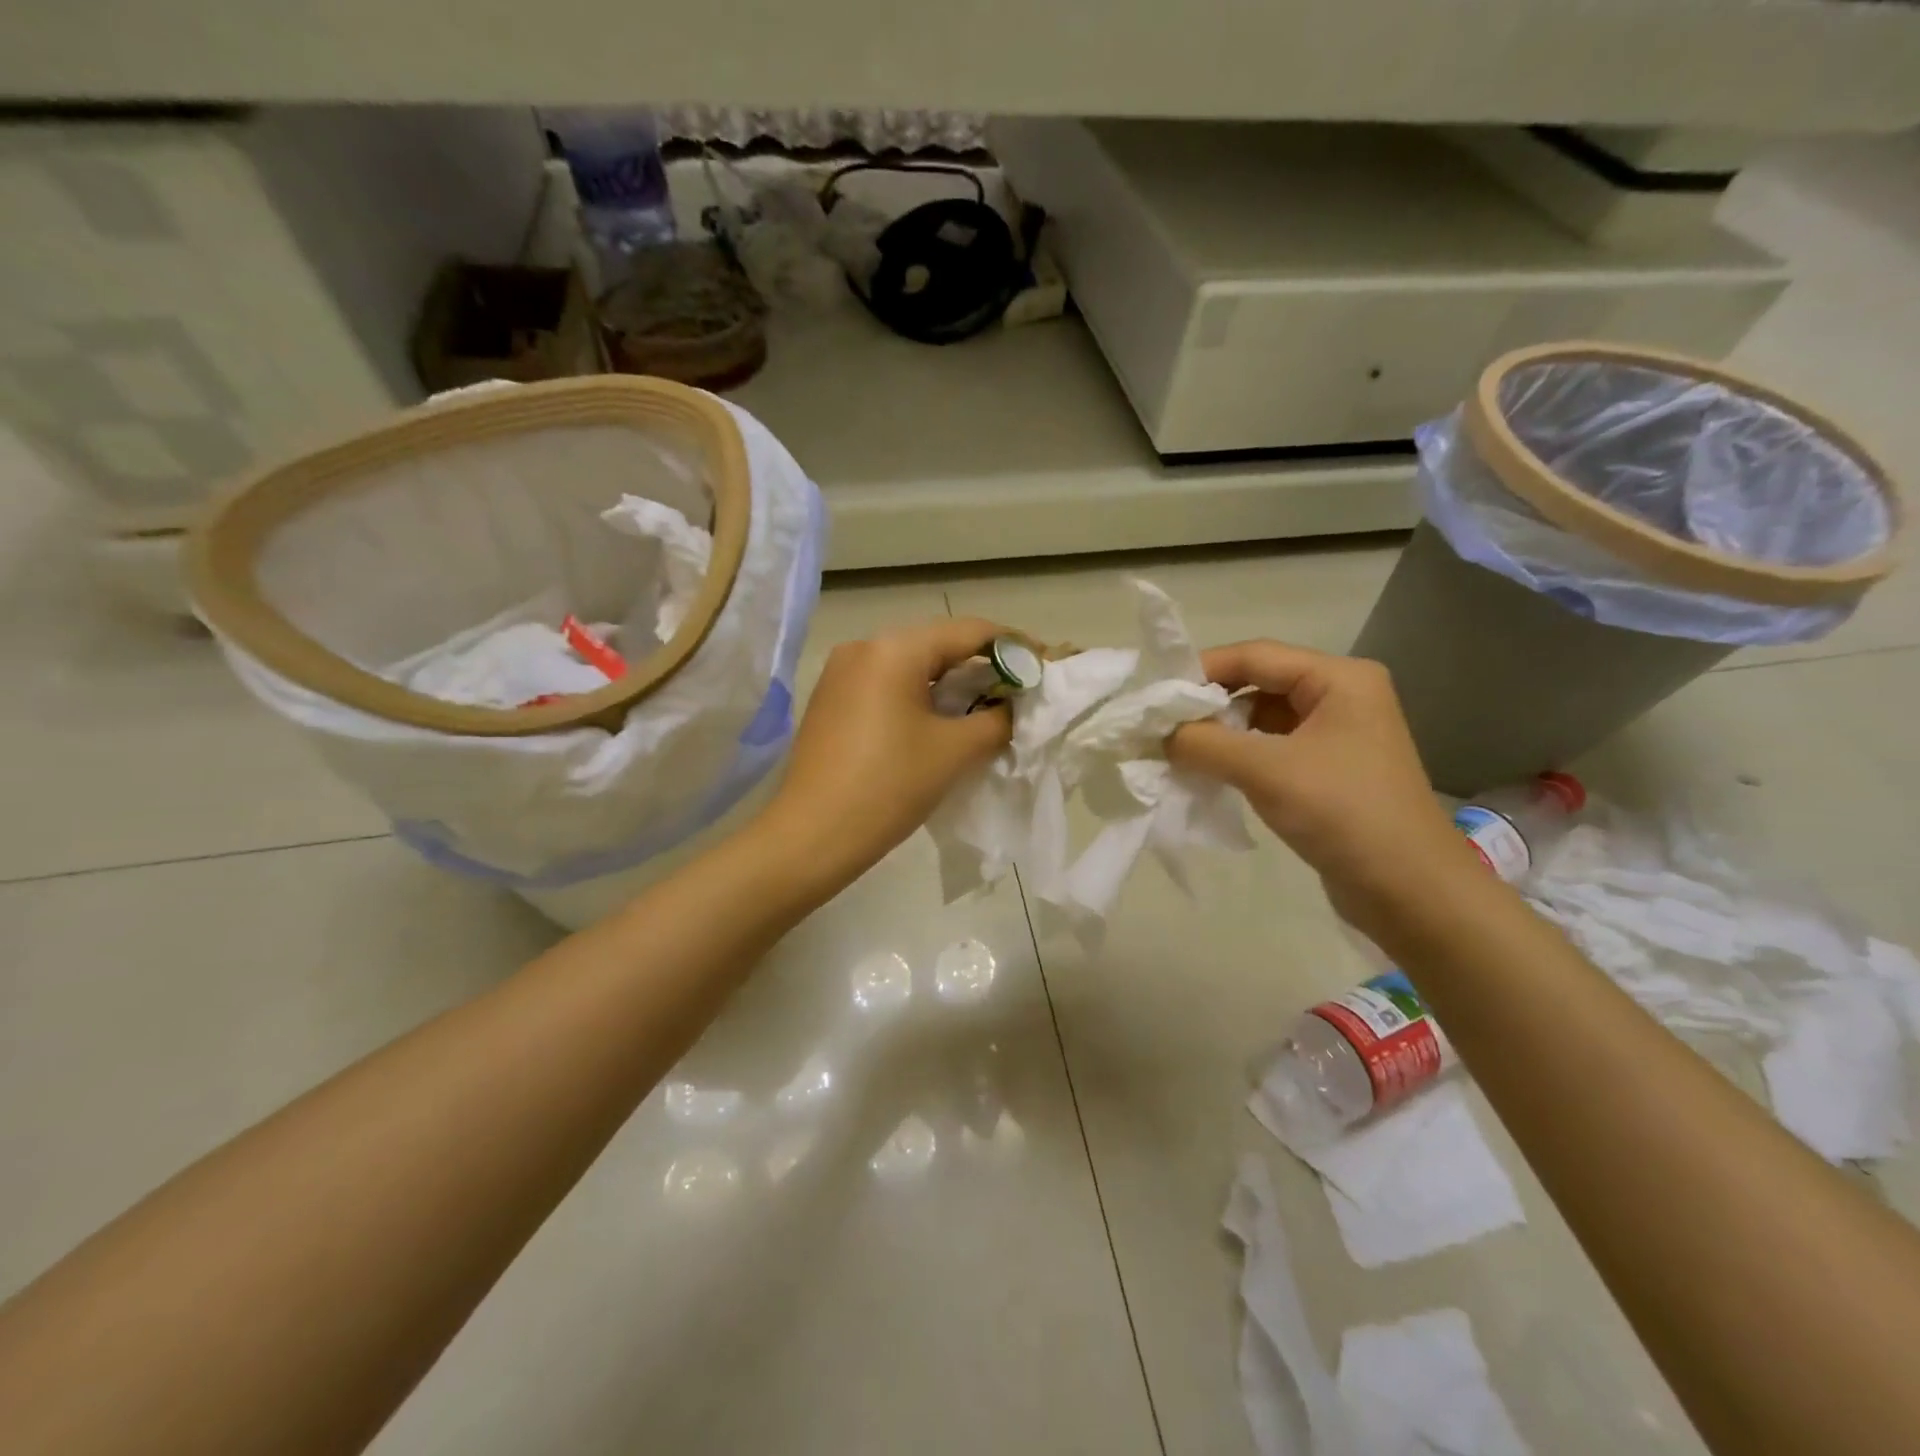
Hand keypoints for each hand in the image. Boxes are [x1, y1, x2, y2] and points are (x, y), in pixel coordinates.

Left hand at [759, 617, 1011, 890]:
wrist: (811, 836)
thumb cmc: (889, 787)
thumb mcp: (955, 751)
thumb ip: (997, 718)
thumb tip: (1014, 705)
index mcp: (895, 648)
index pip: (969, 631)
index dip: (1014, 646)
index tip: (1044, 667)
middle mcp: (864, 647)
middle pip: (938, 645)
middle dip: (981, 667)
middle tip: (1017, 693)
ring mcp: (841, 673)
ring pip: (911, 666)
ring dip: (950, 684)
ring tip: (984, 710)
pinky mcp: (830, 700)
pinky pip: (886, 685)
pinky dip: (919, 697)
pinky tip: (938, 724)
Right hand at [1166, 641, 1479, 928]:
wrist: (1410, 891)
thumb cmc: (1343, 813)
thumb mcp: (1265, 770)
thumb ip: (1204, 743)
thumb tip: (1157, 732)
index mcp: (1339, 679)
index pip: (1256, 655)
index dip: (1202, 670)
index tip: (1155, 694)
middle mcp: (1342, 697)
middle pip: (1259, 683)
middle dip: (1210, 703)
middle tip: (1161, 725)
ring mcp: (1338, 736)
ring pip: (1263, 718)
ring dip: (1222, 732)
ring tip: (1178, 750)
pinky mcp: (1330, 771)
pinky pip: (1274, 749)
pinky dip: (1240, 756)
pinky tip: (1210, 772)